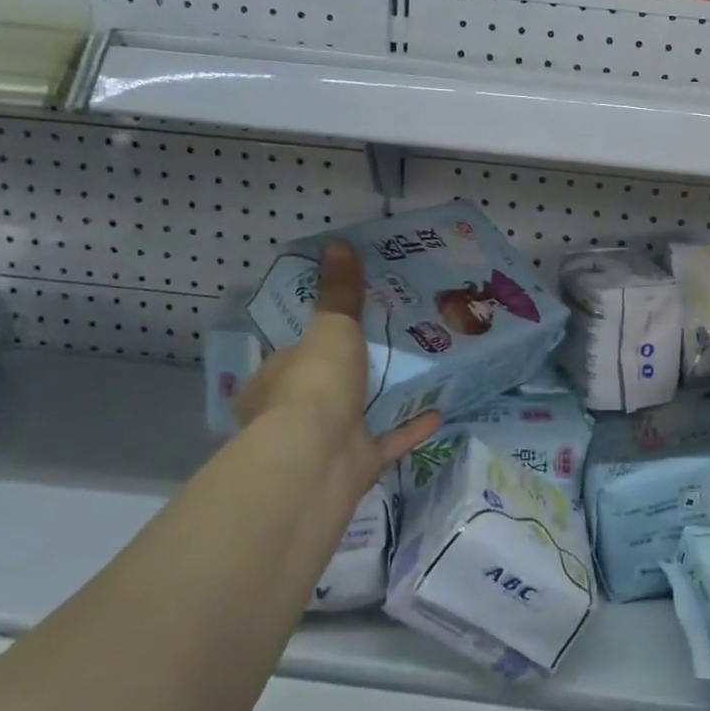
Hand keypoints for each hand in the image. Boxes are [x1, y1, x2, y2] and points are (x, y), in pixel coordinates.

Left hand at [235, 242, 438, 500]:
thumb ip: (340, 292)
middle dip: (353, 372)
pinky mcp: (355, 466)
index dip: (316, 341)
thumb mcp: (331, 327)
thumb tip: (338, 243)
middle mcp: (292, 415)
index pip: (291, 356)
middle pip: (325, 387)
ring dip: (383, 399)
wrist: (317, 460)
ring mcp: (326, 444)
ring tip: (418, 373)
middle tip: (391, 345)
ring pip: (357, 417)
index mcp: (272, 382)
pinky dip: (410, 429)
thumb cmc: (315, 385)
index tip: (348, 325)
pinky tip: (437, 411)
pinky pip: (387, 442)